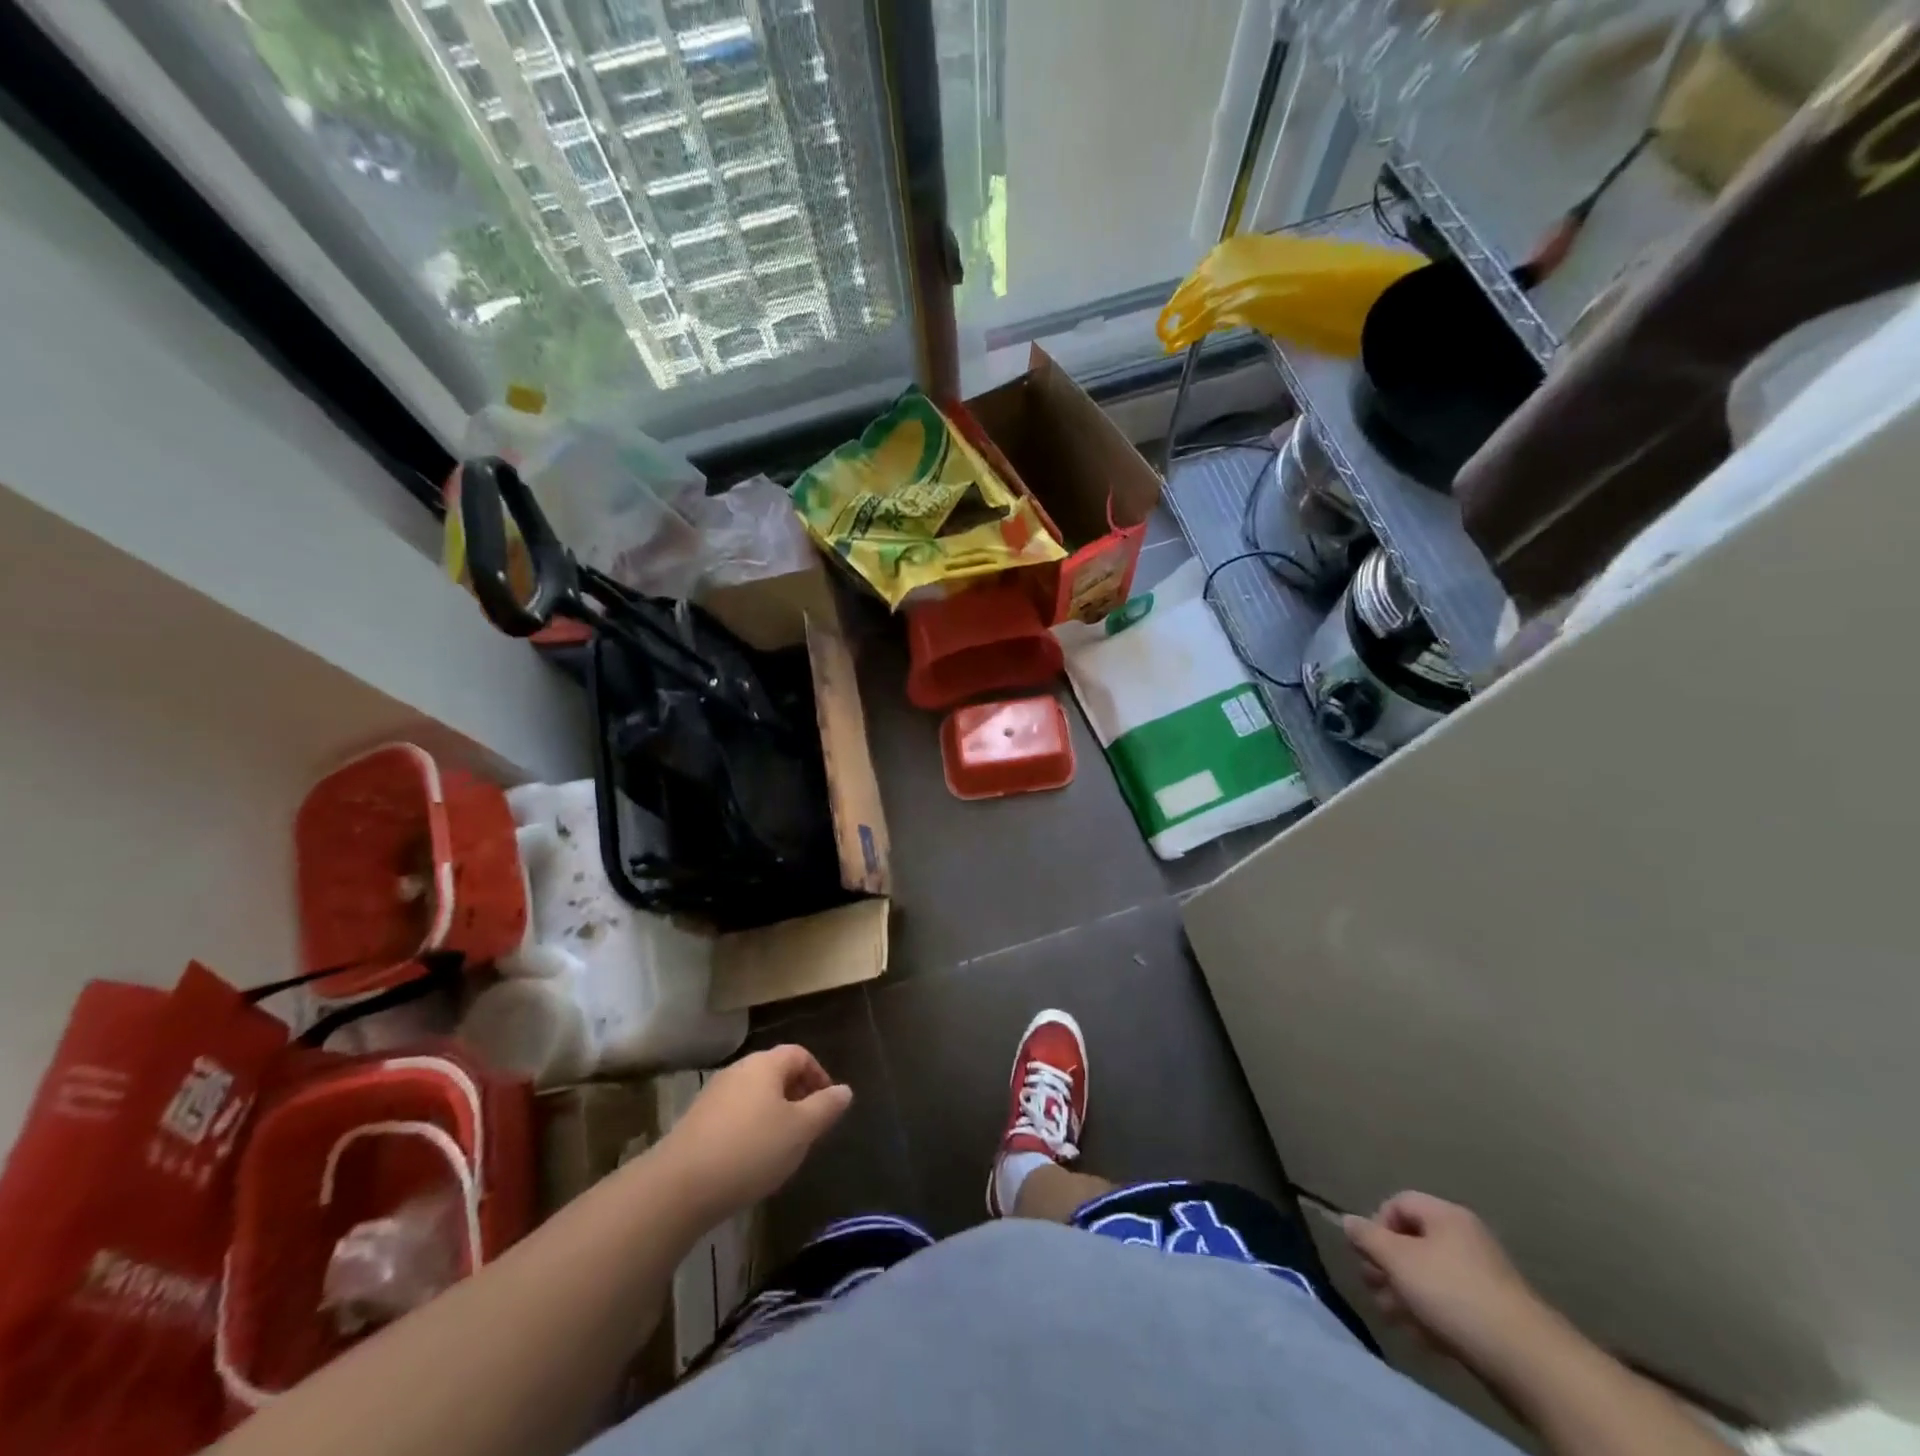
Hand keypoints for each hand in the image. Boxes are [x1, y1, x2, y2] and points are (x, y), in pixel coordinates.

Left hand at [656, 1046, 851, 1220]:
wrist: (679, 1187)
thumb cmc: (750, 1150)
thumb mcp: (800, 1130)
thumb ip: (826, 1107)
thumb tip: (844, 1090)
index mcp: (765, 1064)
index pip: (799, 1054)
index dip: (819, 1075)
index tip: (828, 1105)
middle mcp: (738, 1070)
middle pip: (775, 1072)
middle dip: (797, 1094)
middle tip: (809, 1127)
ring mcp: (713, 1095)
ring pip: (754, 1095)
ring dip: (773, 1113)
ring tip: (783, 1146)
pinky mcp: (695, 1122)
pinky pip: (734, 1115)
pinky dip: (750, 1128)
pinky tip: (750, 1160)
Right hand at [1343, 1192, 1554, 1376]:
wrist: (1528, 1360)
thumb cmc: (1454, 1294)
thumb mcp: (1399, 1260)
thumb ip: (1368, 1238)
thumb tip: (1347, 1221)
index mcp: (1446, 1215)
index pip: (1398, 1203)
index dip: (1377, 1224)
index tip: (1369, 1254)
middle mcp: (1465, 1239)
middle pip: (1412, 1242)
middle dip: (1387, 1265)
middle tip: (1373, 1287)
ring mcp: (1482, 1279)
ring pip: (1429, 1277)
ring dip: (1404, 1293)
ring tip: (1392, 1316)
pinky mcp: (1493, 1315)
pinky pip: (1450, 1304)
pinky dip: (1429, 1314)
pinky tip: (1420, 1336)